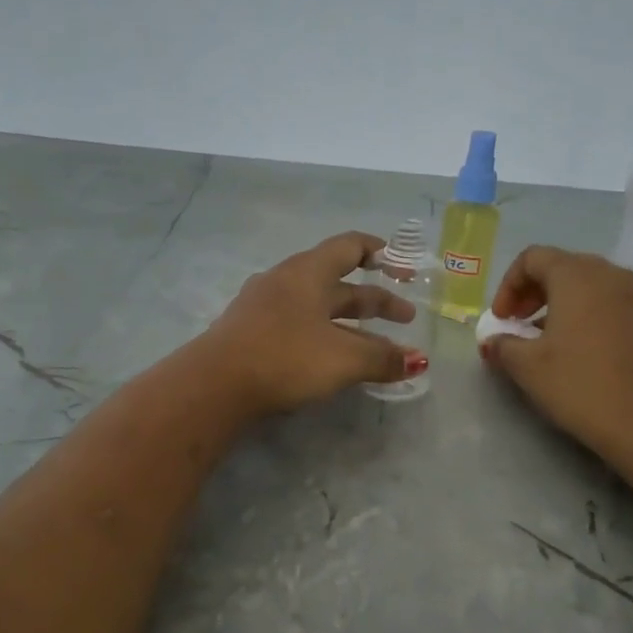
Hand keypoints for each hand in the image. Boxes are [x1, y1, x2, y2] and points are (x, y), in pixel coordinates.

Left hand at [199, 232, 427, 415]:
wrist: (214, 385)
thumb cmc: (285, 357)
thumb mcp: (343, 358)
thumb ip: (383, 358)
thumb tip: (418, 361)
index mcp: (308, 272)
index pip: (350, 246)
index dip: (381, 252)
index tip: (404, 267)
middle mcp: (285, 281)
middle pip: (339, 283)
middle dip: (375, 300)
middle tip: (405, 318)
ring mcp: (264, 307)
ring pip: (318, 308)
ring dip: (351, 323)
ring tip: (377, 346)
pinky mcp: (251, 333)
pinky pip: (299, 325)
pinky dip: (325, 336)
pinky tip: (333, 359)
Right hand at [480, 246, 632, 453]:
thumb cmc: (579, 384)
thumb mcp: (527, 366)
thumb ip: (502, 345)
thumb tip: (493, 340)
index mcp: (576, 275)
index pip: (532, 258)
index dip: (508, 285)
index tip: (501, 320)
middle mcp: (608, 274)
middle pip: (560, 266)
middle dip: (532, 292)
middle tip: (516, 324)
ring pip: (586, 284)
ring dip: (557, 303)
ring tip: (542, 338)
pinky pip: (606, 302)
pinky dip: (583, 314)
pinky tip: (573, 348)